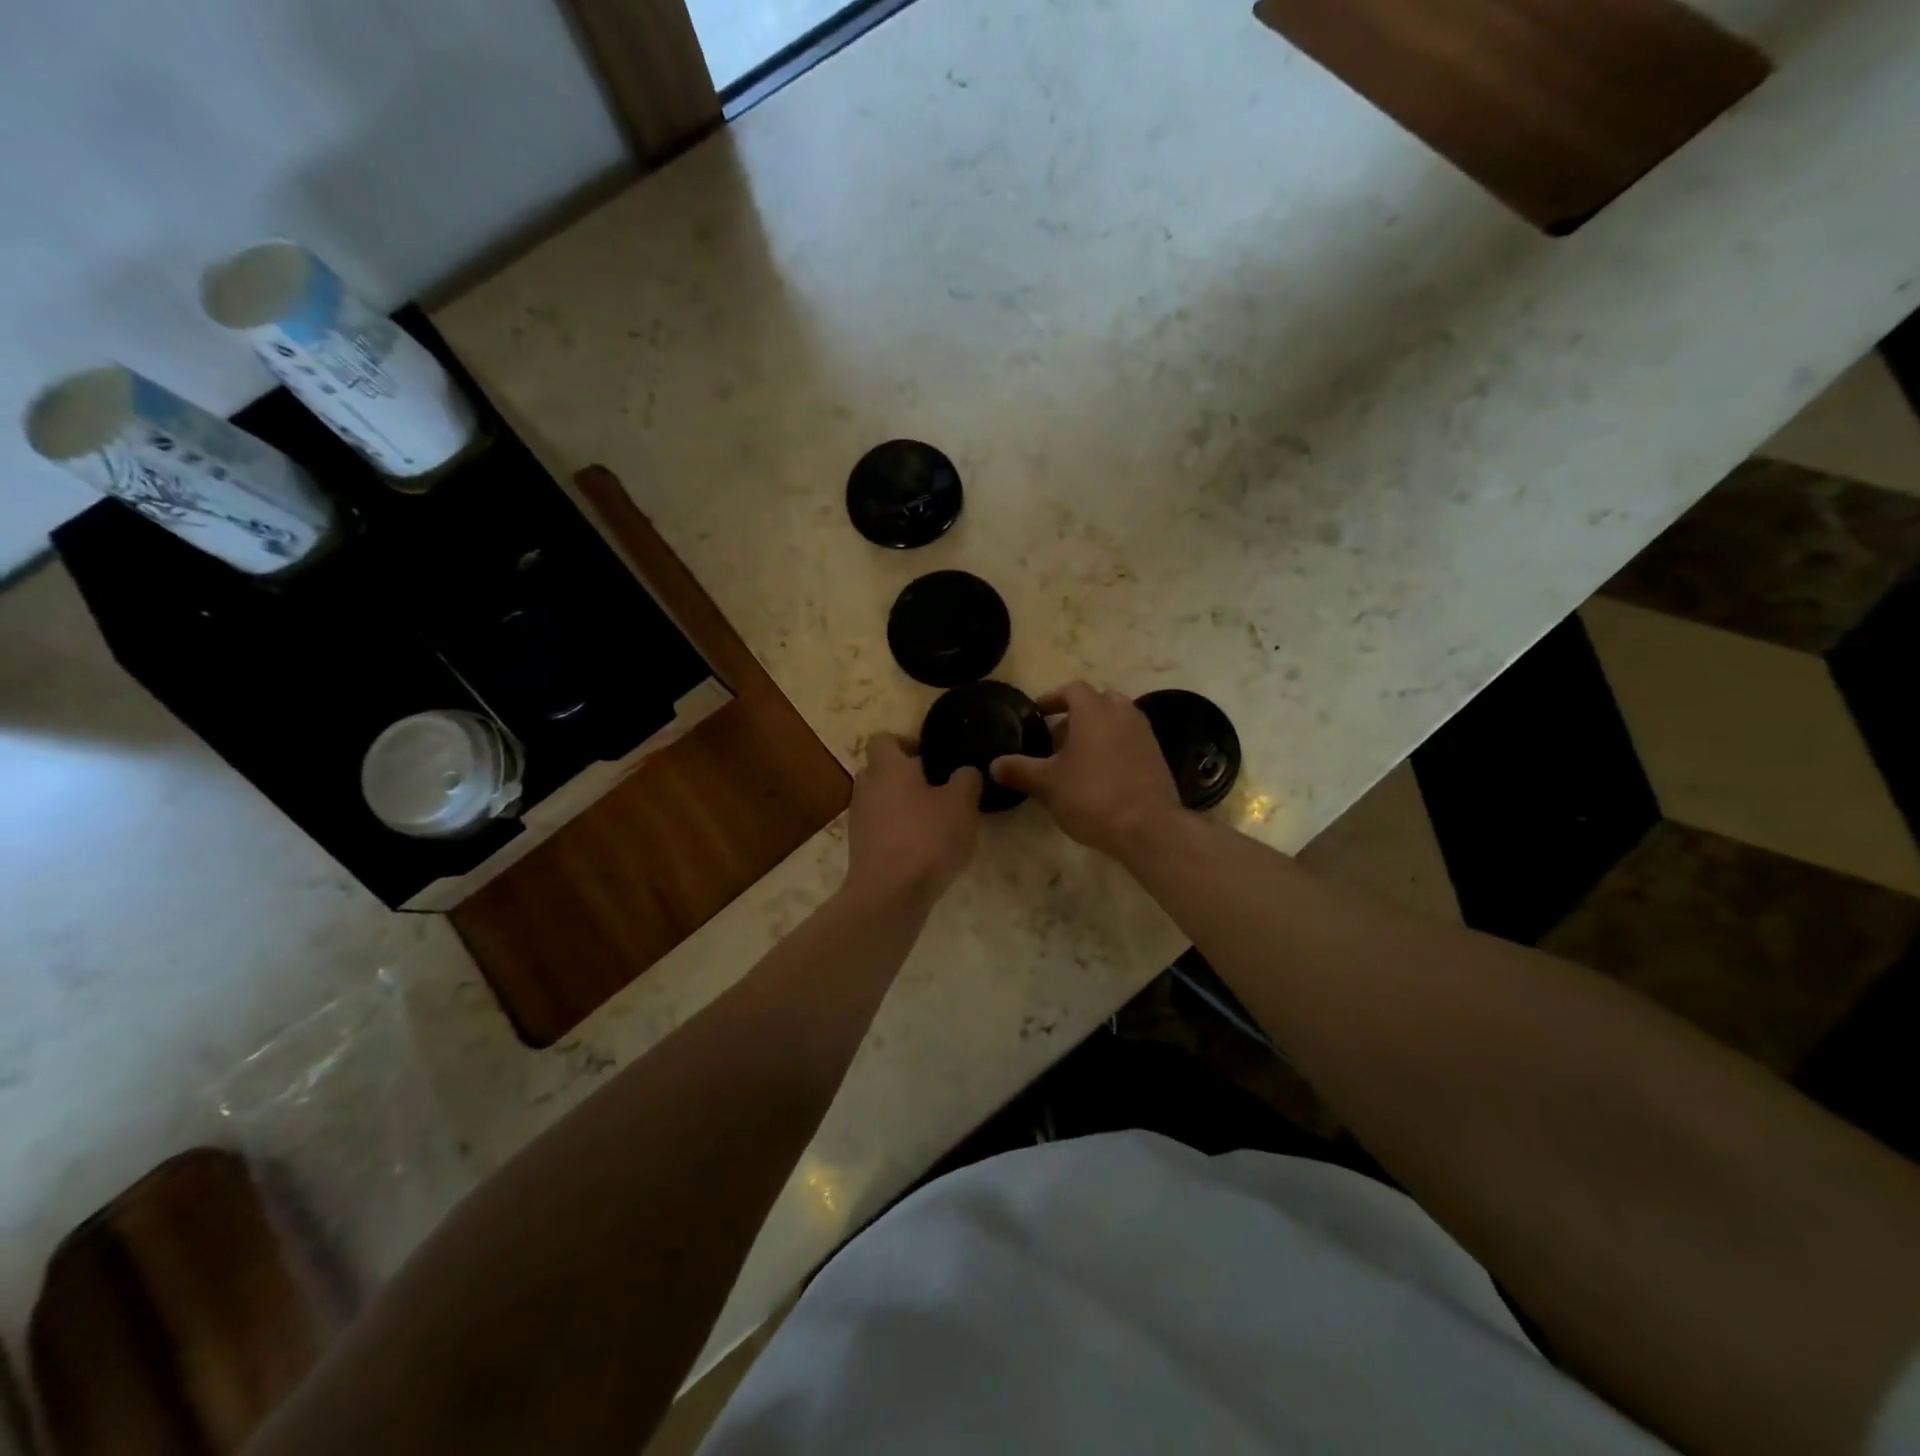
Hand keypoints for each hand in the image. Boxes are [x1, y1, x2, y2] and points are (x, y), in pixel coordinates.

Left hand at [844, 734, 981, 907]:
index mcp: (888, 767)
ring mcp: (858, 819)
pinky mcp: (859, 848)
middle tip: (937, 790)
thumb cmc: (927, 838)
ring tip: (933, 823)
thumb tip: (964, 771)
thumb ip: (966, 779)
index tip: (932, 758)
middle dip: (906, 777)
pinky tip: (921, 849)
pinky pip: (879, 828)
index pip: (884, 739)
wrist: (889, 894)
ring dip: (902, 807)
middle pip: (881, 770)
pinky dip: (896, 832)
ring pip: (880, 801)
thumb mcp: (962, 804)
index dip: (906, 743)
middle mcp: (866, 787)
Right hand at [990, 682, 1182, 859]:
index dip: (1053, 698)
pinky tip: (1101, 776)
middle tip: (1058, 739)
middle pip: (1099, 701)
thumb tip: (994, 765)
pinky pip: (1130, 741)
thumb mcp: (1047, 785)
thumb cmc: (1092, 796)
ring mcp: (1144, 735)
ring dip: (1097, 731)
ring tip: (1078, 759)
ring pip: (1117, 720)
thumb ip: (1019, 770)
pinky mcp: (1157, 757)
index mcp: (1095, 711)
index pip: (1073, 689)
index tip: (1039, 713)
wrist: (1147, 827)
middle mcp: (1123, 714)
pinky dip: (1114, 747)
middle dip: (1077, 715)